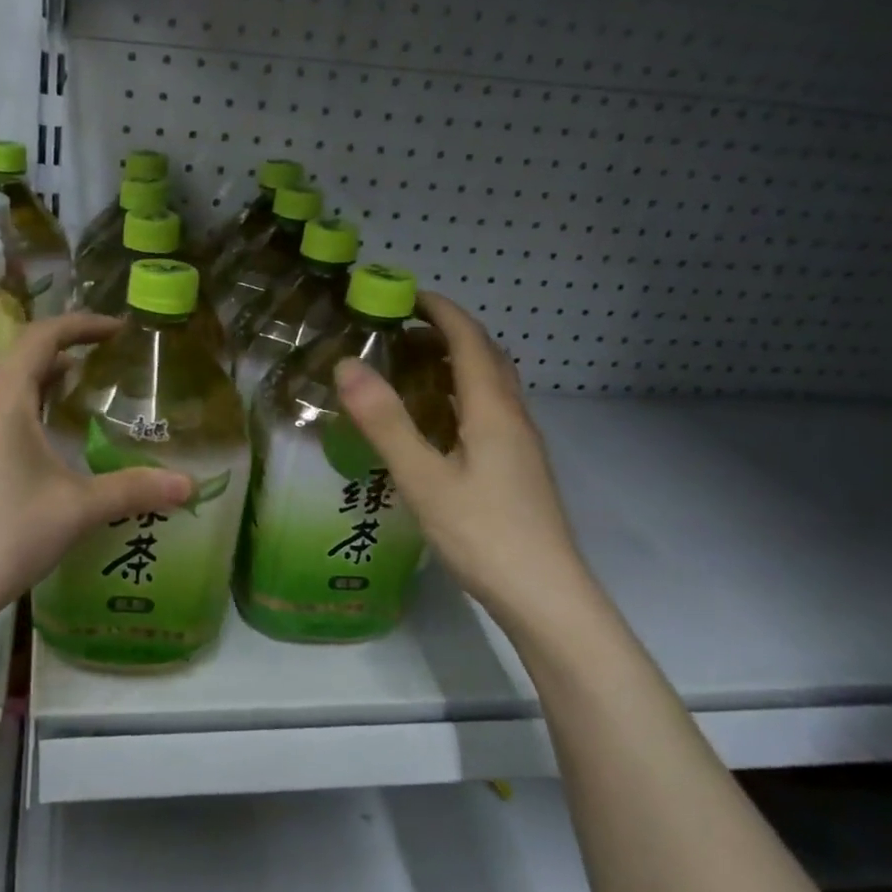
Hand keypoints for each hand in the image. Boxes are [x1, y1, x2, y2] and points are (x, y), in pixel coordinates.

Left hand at [0, 313, 192, 643]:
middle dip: (60, 366)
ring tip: (64, 419)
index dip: (82, 325)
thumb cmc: (5, 536)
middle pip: (18, 367)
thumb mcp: (76, 510)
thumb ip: (133, 489)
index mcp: (2, 400)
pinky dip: (6, 426)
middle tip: (98, 380)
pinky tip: (21, 465)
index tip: (116, 330)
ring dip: (31, 398)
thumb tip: (189, 485)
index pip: (43, 337)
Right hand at [337, 294, 594, 631]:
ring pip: (491, 387)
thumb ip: (385, 422)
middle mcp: (513, 419)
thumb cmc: (483, 535)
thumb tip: (347, 364)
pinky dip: (462, 395)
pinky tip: (438, 422)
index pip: (469, 341)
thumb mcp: (424, 479)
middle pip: (487, 357)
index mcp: (493, 411)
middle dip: (449, 332)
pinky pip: (490, 412)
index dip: (441, 312)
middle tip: (402, 330)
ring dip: (457, 363)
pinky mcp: (518, 470)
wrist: (545, 596)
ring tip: (413, 367)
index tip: (405, 295)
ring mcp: (521, 446)